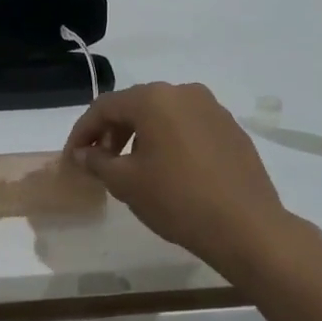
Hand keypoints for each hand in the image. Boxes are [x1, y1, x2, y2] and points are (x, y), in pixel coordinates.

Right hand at [65, 82, 314, 279]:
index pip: (104, 107)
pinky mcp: (231, 129)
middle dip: (111, 132)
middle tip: (99, 161)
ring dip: (139, 135)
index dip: (83, 131)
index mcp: (154, 98)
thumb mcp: (126, 183)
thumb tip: (83, 154)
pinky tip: (167, 169)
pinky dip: (168, 140)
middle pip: (135, 106)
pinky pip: (187, 126)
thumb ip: (98, 162)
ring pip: (162, 115)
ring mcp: (212, 109)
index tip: (73, 157)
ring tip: (131, 167)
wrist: (248, 228)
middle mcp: (183, 93)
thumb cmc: (177, 200)